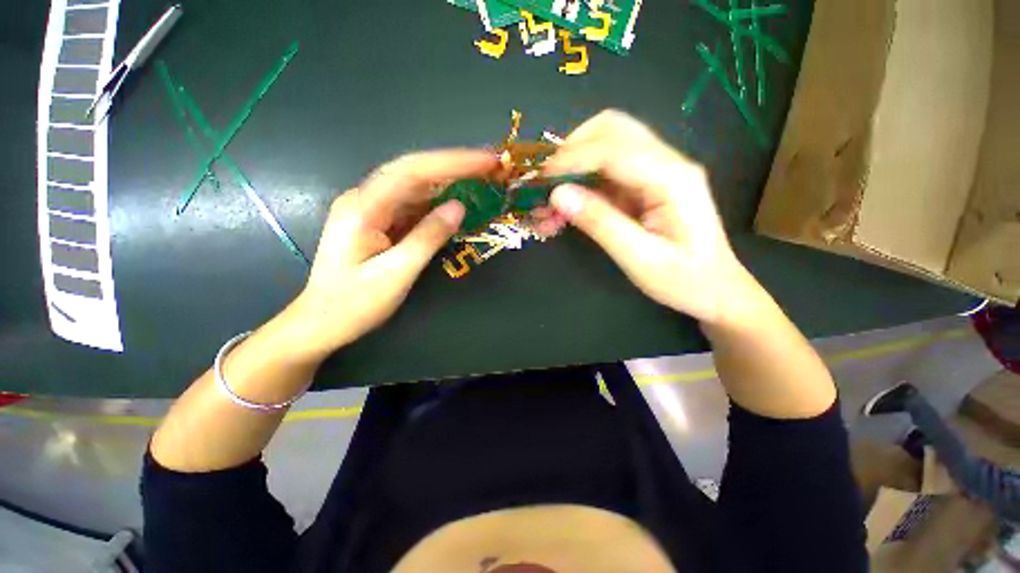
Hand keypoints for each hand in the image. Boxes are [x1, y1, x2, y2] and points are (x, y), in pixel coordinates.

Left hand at [285, 150, 497, 358]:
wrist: (322, 322)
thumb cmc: (354, 304)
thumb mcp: (396, 273)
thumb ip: (428, 237)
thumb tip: (459, 207)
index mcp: (363, 208)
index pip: (412, 172)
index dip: (453, 163)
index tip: (487, 161)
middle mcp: (365, 198)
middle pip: (414, 171)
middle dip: (454, 165)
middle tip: (491, 165)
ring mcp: (371, 208)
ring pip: (415, 186)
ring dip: (449, 181)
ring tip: (481, 179)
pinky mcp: (379, 220)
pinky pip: (413, 204)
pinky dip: (438, 201)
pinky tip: (457, 201)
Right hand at [543, 110, 758, 325]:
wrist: (715, 289)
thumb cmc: (684, 280)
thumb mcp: (640, 258)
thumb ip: (600, 223)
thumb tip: (558, 195)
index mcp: (673, 178)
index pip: (614, 148)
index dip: (571, 159)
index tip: (540, 182)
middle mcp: (666, 162)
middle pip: (612, 129)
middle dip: (571, 151)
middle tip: (545, 184)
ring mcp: (656, 171)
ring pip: (606, 146)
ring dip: (573, 166)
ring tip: (550, 199)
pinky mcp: (644, 185)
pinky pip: (606, 172)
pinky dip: (580, 183)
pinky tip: (565, 208)